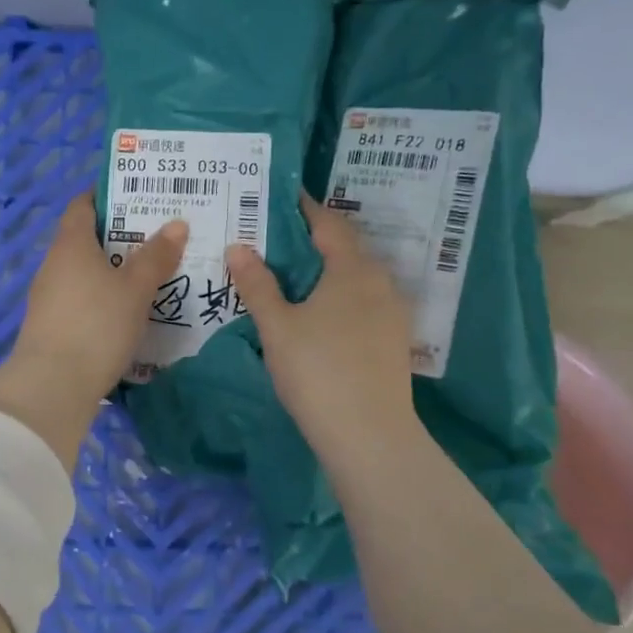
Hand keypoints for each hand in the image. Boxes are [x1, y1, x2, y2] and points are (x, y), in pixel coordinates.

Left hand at [0, 194, 188, 469]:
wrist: (52, 386)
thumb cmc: (96, 325)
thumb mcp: (135, 289)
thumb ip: (156, 257)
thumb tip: (177, 223)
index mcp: (71, 244)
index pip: (82, 205)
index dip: (107, 196)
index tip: (138, 195)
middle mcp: (54, 264)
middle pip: (85, 239)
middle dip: (119, 236)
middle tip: (158, 237)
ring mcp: (48, 297)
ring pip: (84, 272)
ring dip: (112, 270)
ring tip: (151, 274)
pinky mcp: (51, 326)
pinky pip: (81, 299)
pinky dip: (103, 298)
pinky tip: (128, 312)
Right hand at [224, 194, 422, 466]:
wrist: (369, 434)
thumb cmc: (317, 370)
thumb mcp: (277, 326)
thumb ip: (257, 284)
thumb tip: (239, 246)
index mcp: (352, 269)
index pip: (329, 224)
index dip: (305, 208)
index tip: (282, 198)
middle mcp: (380, 282)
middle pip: (346, 249)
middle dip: (314, 240)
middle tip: (277, 240)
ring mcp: (392, 313)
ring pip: (356, 278)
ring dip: (328, 271)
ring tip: (294, 277)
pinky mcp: (394, 340)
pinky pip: (364, 302)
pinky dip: (340, 296)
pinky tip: (320, 315)